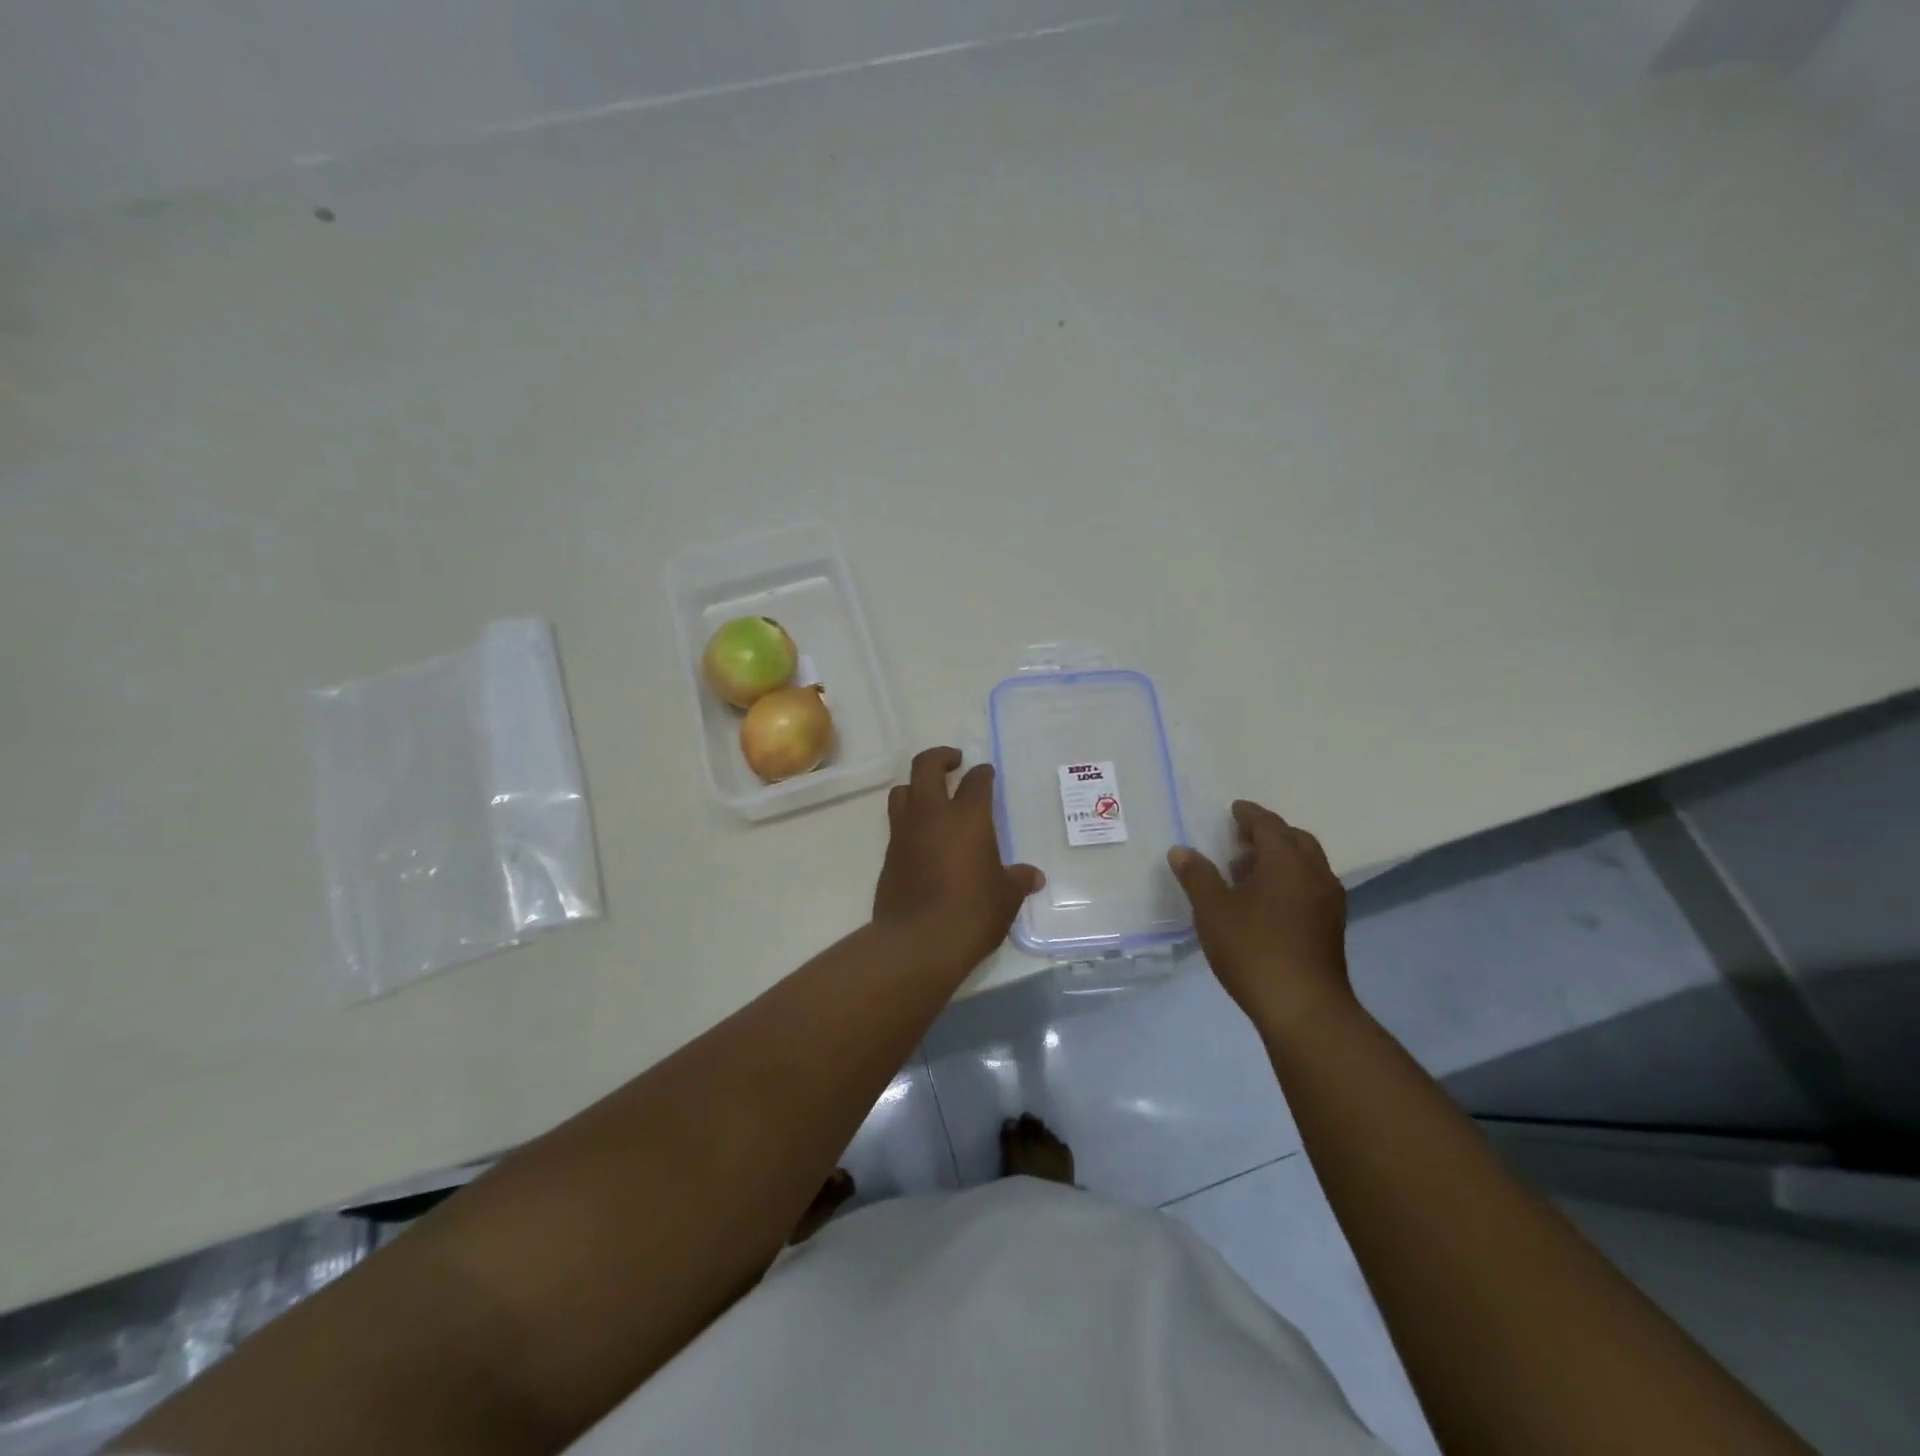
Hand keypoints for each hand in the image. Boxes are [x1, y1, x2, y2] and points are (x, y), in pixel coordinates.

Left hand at [872, 747, 1043, 970]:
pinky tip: (924, 839)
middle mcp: (931, 816)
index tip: (986, 773)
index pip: (975, 781)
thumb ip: (1018, 880)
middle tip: (953, 761)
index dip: (982, 774)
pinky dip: (909, 821)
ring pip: (902, 791)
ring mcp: (904, 834)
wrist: (917, 942)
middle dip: (940, 757)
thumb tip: (1033, 877)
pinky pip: (896, 825)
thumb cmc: (972, 912)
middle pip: (925, 767)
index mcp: (967, 818)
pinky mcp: (888, 856)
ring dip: (916, 787)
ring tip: (932, 796)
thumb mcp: (1006, 897)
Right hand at [1167, 800, 1352, 1033]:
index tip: (1234, 810)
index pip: (1269, 824)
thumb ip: (1197, 876)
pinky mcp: (1331, 927)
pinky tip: (1265, 903)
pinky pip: (1310, 887)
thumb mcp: (1213, 910)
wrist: (1303, 1008)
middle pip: (1294, 840)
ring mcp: (1328, 902)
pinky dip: (1289, 881)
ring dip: (1279, 859)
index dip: (1249, 814)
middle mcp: (1315, 873)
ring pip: (1306, 865)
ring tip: (1246, 873)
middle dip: (1268, 835)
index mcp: (1287, 861)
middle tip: (1240, 840)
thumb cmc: (1253, 949)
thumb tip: (1181, 851)